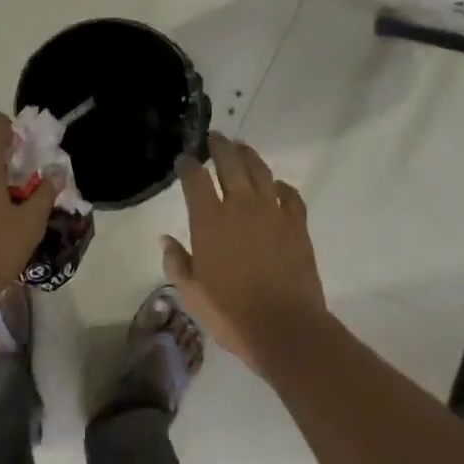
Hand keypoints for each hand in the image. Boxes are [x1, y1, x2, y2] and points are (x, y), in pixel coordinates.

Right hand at [163, 134, 326, 371]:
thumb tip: (166, 239)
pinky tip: (276, 186)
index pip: (196, 180)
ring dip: (249, 156)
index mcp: (209, 221)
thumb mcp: (191, 293)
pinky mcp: (297, 226)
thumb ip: (177, 262)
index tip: (184, 159)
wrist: (284, 327)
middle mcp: (240, 208)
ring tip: (241, 148)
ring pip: (261, 172)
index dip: (188, 166)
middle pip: (231, 164)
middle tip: (215, 137)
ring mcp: (273, 214)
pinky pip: (290, 195)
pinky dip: (281, 186)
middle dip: (220, 147)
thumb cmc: (230, 313)